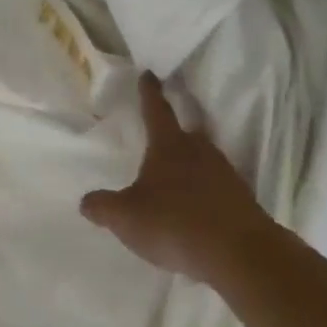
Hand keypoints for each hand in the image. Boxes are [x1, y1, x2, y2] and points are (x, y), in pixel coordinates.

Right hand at [80, 73, 272, 283]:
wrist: (237, 253)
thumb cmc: (175, 223)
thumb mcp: (127, 218)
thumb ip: (104, 207)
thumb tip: (85, 200)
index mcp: (169, 145)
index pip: (156, 109)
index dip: (149, 92)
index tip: (149, 74)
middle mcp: (199, 150)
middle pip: (186, 132)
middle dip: (174, 131)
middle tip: (163, 134)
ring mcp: (224, 173)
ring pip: (204, 159)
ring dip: (191, 163)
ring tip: (177, 179)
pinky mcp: (241, 198)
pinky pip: (217, 186)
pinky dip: (206, 192)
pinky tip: (197, 209)